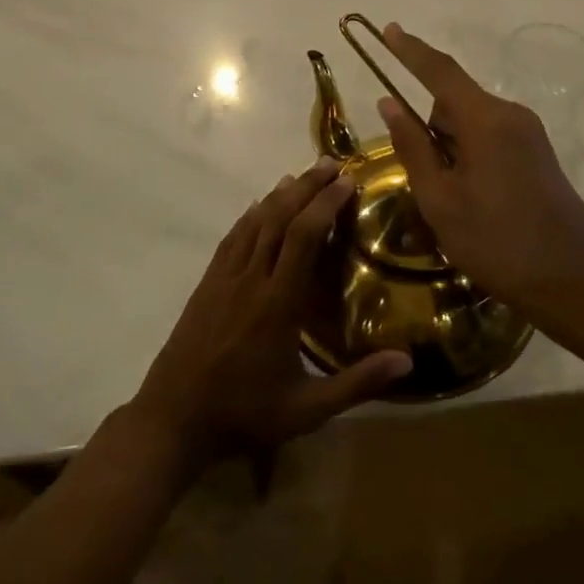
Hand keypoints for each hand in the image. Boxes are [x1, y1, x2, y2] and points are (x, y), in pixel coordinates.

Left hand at [130, 160, 412, 473]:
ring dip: (279, 195)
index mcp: (278, 303)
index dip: (324, 204)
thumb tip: (408, 362)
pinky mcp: (207, 284)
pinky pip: (232, 238)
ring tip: (301, 176)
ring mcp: (224, 279)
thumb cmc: (246, 413)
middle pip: (279, 219)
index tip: (347, 181)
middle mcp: (251, 280)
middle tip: (330, 164)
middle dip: (306, 187)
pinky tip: (260, 206)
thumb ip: (358, 384)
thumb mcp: (308, 410)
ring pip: (254, 223)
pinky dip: (249, 216)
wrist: (175, 419)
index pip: (303, 238)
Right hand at [375, 22, 583, 330]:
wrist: (571, 279)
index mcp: (485, 120)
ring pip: (471, 123)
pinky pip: (491, 137)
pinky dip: (471, 155)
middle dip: (430, 130)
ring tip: (454, 202)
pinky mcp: (538, 152)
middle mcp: (510, 114)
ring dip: (451, 148)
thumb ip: (412, 146)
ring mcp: (529, 133)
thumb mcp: (440, 199)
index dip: (411, 50)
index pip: (440, 72)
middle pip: (453, 103)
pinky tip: (476, 200)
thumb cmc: (496, 241)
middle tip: (428, 184)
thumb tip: (389, 103)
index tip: (389, 30)